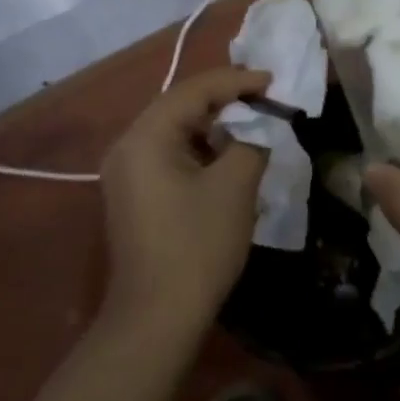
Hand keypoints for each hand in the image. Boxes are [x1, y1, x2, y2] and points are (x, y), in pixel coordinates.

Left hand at [99, 66, 270, 338]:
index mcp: (146, 137)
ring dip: (213, 125)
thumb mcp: (235, 186)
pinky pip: (169, 154)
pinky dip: (200, 148)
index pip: (194, 91)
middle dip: (226, 99)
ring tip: (253, 122)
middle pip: (180, 106)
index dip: (237, 81)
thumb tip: (261, 124)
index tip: (273, 81)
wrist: (156, 319)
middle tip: (265, 97)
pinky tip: (227, 155)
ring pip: (175, 130)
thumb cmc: (197, 246)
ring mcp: (126, 172)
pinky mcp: (134, 194)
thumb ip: (252, 141)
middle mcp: (128, 146)